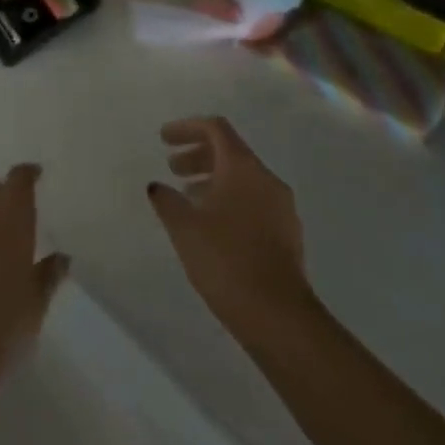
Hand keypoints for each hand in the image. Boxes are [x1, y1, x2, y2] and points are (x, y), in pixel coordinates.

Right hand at [148, 117, 317, 339]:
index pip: (216, 129)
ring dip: (213, 179)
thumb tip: (158, 187)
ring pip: (243, 178)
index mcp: (243, 168)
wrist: (279, 317)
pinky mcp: (287, 234)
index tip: (163, 139)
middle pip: (230, 152)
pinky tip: (211, 225)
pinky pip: (254, 201)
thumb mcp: (184, 227)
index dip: (187, 128)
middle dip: (198, 155)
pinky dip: (229, 200)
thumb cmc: (226, 260)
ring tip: (188, 198)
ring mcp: (282, 208)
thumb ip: (167, 200)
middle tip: (172, 169)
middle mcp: (267, 180)